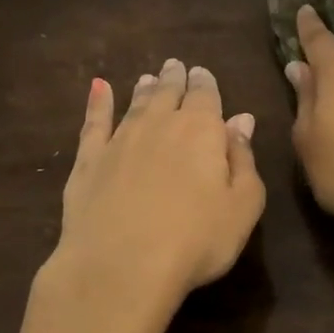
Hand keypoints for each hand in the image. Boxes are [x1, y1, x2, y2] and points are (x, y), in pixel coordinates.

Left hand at [45, 59, 266, 324]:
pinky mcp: (89, 161)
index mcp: (202, 130)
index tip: (202, 72)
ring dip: (145, 89)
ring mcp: (120, 140)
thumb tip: (241, 120)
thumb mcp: (243, 206)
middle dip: (175, 78)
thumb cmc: (196, 240)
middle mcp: (160, 124)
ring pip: (136, 104)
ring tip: (149, 78)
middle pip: (169, 93)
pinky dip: (98, 102)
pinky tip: (98, 88)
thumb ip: (244, 159)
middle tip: (176, 66)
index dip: (206, 83)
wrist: (121, 266)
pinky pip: (94, 122)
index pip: (206, 96)